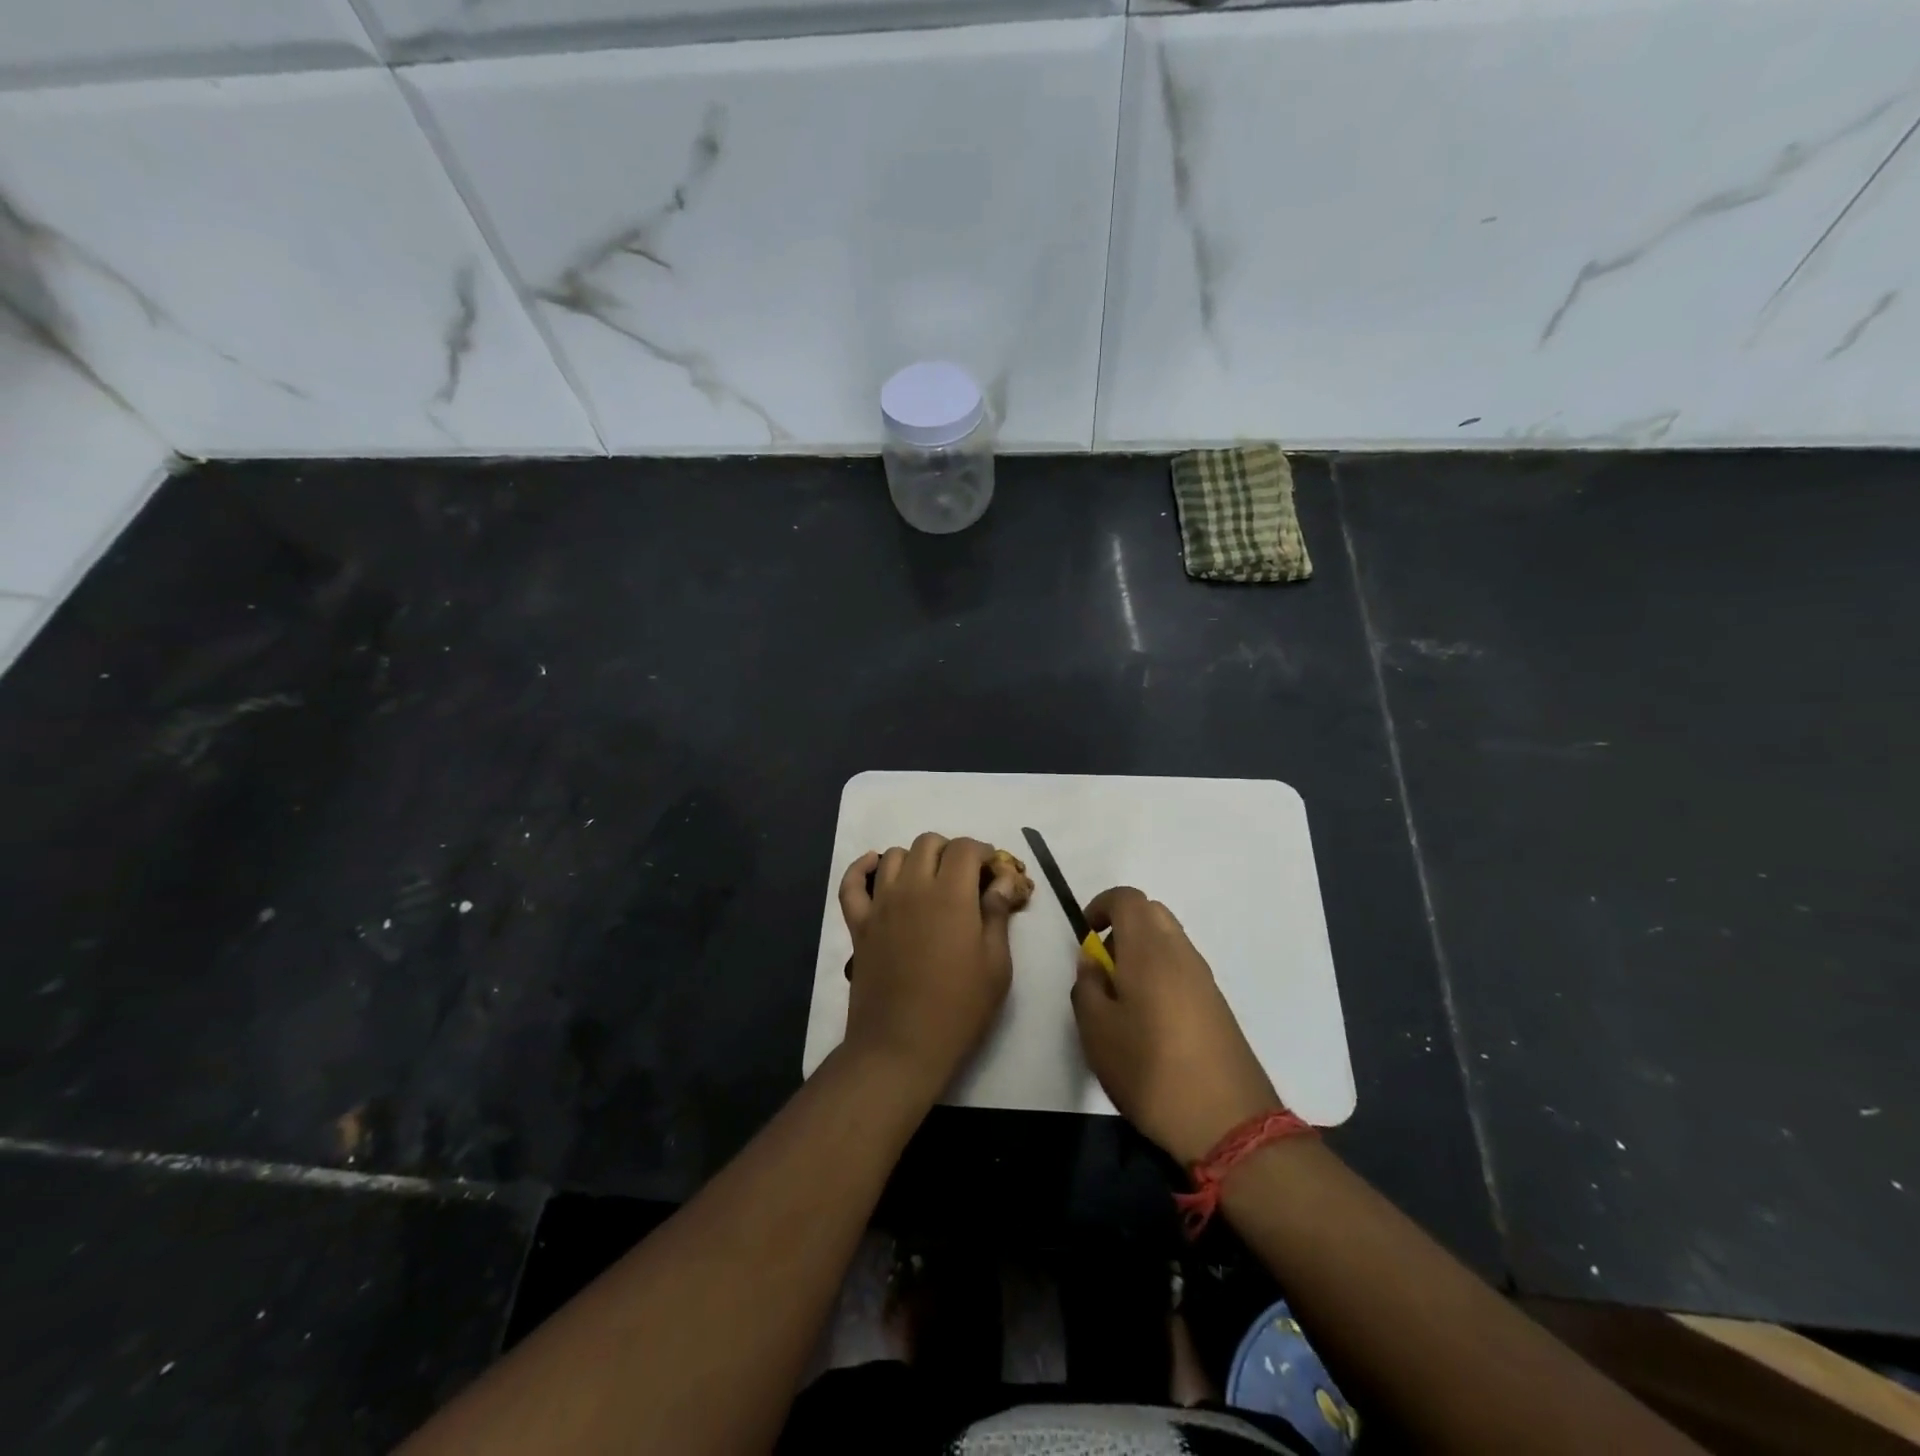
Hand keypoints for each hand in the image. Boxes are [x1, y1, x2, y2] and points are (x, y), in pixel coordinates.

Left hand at [837, 834, 1024, 1102]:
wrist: (901, 1045)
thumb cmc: (959, 1008)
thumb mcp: (996, 963)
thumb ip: (998, 914)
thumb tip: (1004, 880)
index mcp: (951, 894)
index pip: (965, 848)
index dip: (983, 853)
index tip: (993, 872)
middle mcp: (912, 887)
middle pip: (929, 843)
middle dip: (951, 852)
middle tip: (965, 879)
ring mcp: (880, 904)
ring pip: (893, 855)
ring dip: (915, 859)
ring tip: (929, 882)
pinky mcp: (858, 924)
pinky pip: (852, 883)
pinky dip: (863, 869)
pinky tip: (876, 870)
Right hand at [1070, 886, 1282, 1165]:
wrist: (1227, 1122)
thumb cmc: (1150, 1070)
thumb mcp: (1097, 1032)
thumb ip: (1087, 987)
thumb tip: (1092, 962)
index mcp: (1149, 949)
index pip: (1127, 898)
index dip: (1101, 905)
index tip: (1085, 934)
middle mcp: (1181, 952)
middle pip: (1151, 912)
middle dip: (1122, 925)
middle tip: (1102, 964)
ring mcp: (1204, 977)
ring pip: (1169, 939)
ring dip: (1142, 950)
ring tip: (1122, 996)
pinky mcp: (1217, 1003)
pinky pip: (1182, 966)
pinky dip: (1161, 971)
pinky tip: (1150, 1018)